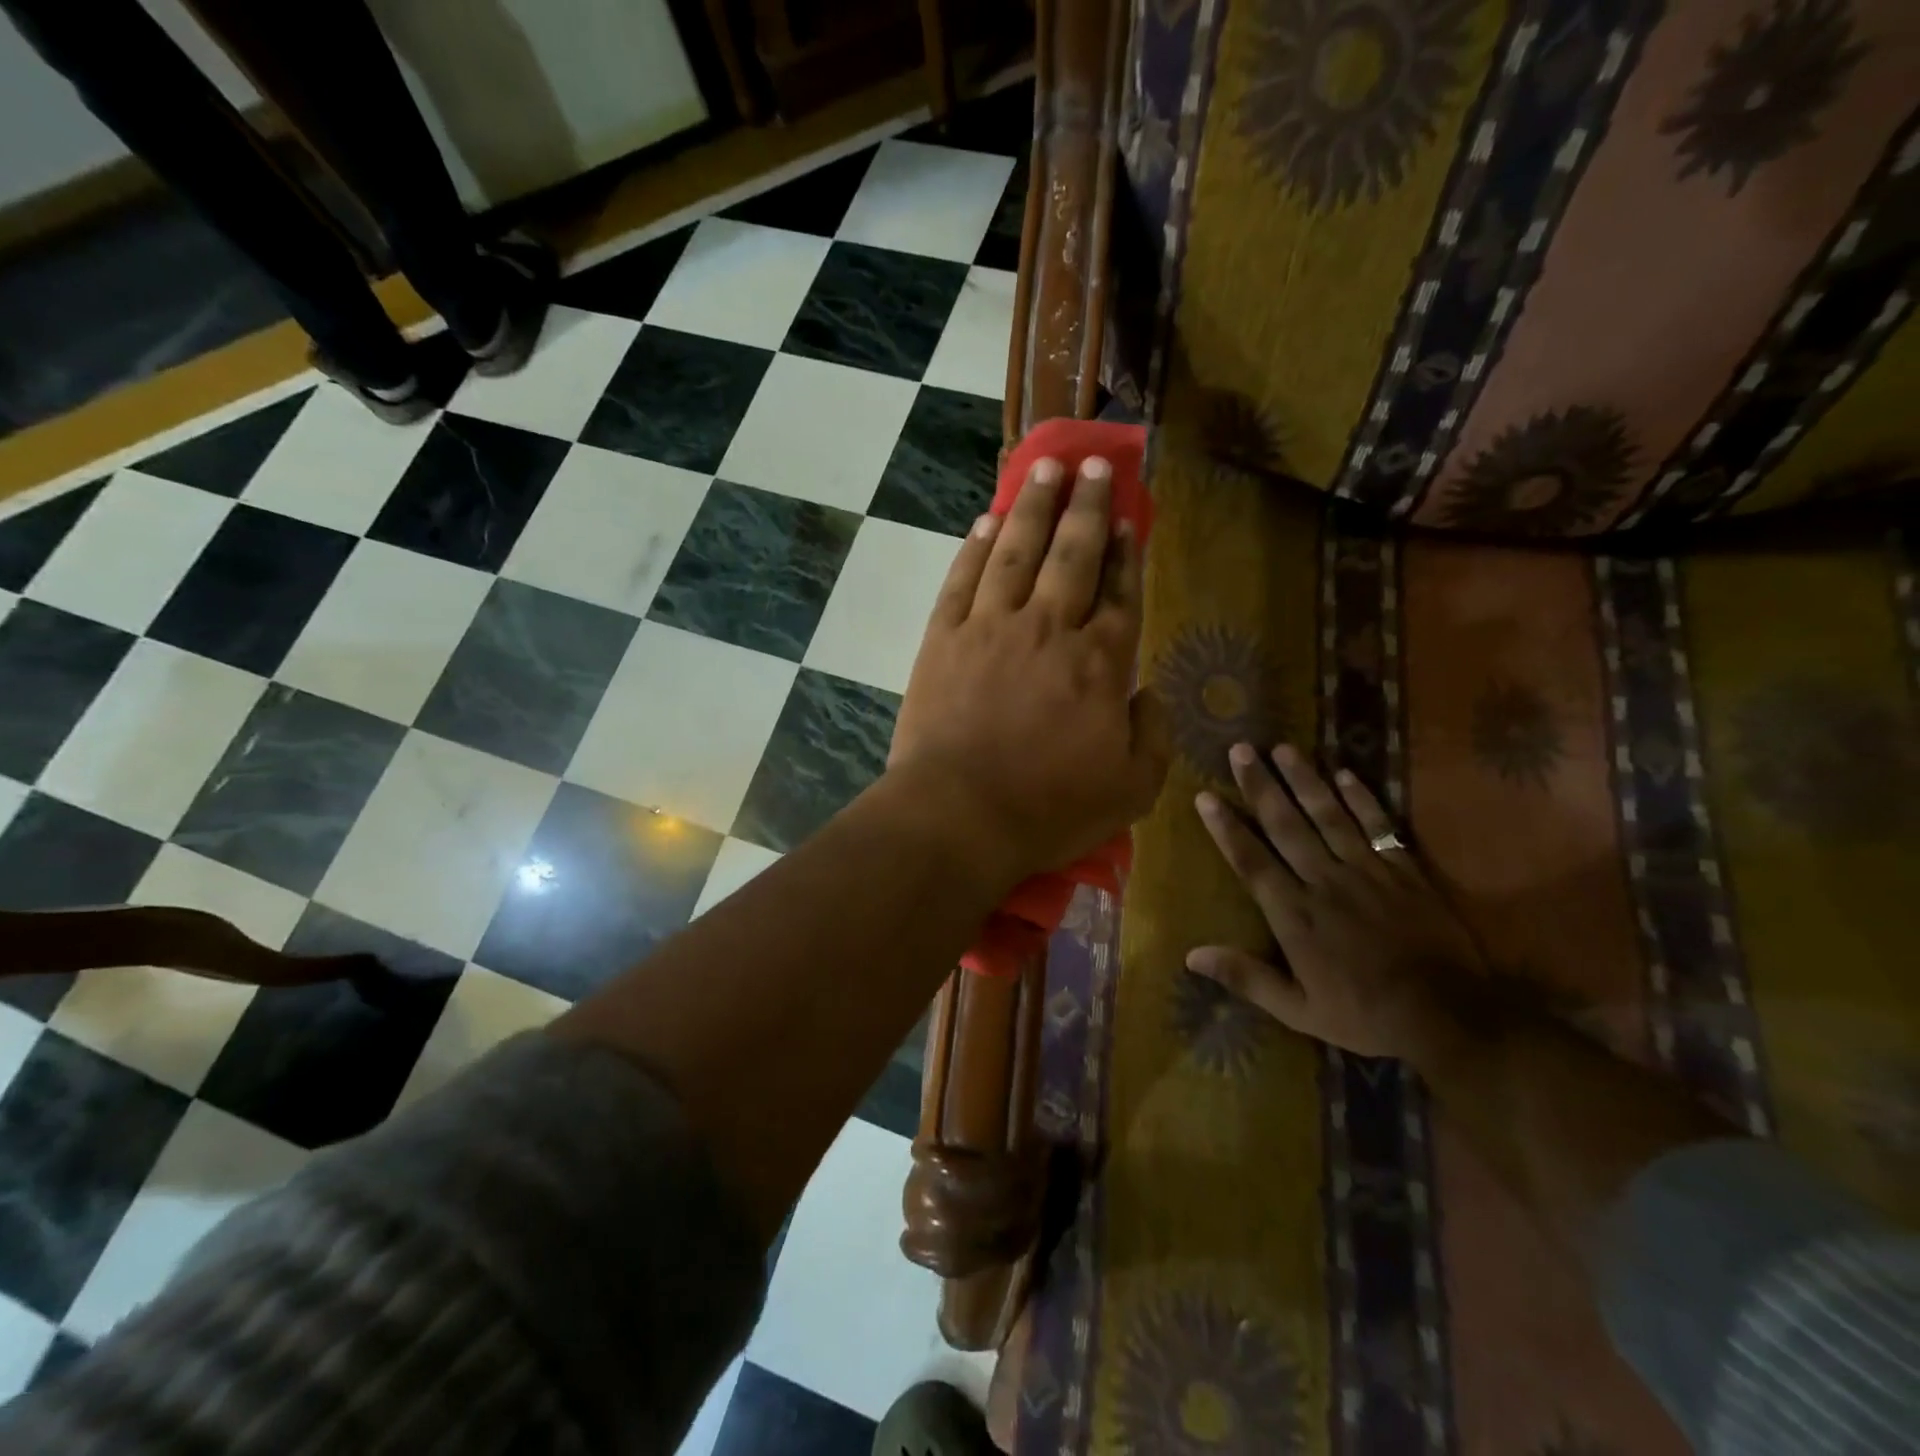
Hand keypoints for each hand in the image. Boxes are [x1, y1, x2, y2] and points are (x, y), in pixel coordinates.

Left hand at [888, 456, 1169, 891]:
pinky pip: (962, 579)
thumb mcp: (1133, 789)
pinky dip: (975, 547)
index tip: (1129, 517)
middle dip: (1087, 505)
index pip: (1119, 593)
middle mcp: (1048, 629)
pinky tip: (986, 522)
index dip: (1126, 553)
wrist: (960, 815)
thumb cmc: (1050, 809)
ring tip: (1045, 469)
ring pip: (1016, 552)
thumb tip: (1150, 692)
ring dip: (1033, 507)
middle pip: (1072, 554)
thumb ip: (1154, 735)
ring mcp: (990, 628)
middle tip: (1095, 463)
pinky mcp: (943, 639)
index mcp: (1099, 662)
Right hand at [1187, 743, 1482, 1061]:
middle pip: (1286, 825)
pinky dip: (1363, 799)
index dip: (1226, 827)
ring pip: (1328, 815)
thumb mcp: (1298, 1010)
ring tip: (1282, 748)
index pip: (1251, 860)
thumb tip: (1191, 955)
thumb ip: (1246, 978)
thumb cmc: (1365, 1014)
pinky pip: (1379, 826)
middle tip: (1240, 750)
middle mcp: (1324, 882)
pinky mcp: (1404, 870)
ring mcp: (1367, 871)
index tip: (1205, 796)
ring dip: (1304, 780)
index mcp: (1295, 914)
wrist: (1449, 1015)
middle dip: (1260, 786)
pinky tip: (1346, 773)